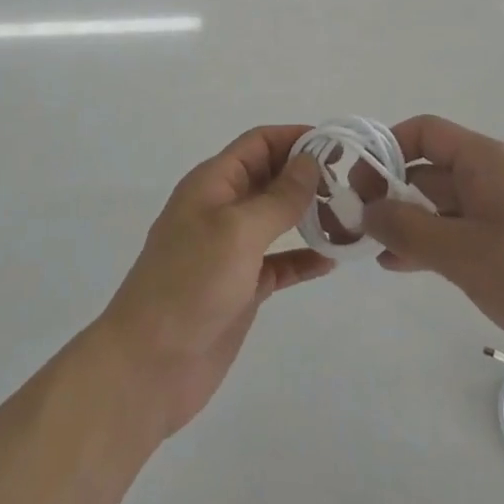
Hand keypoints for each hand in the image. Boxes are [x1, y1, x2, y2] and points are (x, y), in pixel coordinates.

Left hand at [94, 125, 333, 435]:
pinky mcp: (241, 288)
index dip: (296, 138)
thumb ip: (278, 197)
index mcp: (213, 183)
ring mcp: (231, 250)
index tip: (340, 144)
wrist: (148, 366)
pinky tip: (332, 260)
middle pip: (271, 176)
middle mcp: (222, 208)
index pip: (259, 143)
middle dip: (308, 174)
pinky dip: (303, 258)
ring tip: (351, 215)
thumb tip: (310, 162)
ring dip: (310, 214)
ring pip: (277, 219)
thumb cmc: (190, 283)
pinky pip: (279, 262)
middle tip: (355, 181)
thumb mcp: (237, 231)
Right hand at [361, 114, 503, 395]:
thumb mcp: (464, 253)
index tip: (358, 181)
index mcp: (489, 161)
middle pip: (432, 169)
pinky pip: (464, 231)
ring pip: (445, 204)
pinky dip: (434, 242)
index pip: (426, 132)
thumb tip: (365, 209)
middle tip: (357, 223)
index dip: (387, 148)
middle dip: (392, 192)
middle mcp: (497, 176)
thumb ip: (407, 227)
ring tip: (374, 249)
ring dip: (409, 222)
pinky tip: (404, 266)